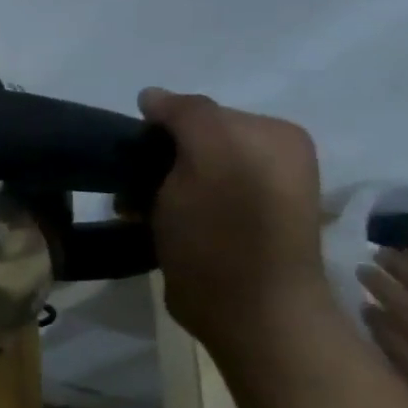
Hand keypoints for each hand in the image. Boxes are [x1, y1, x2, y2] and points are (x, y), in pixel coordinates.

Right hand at [138, 87, 332, 351]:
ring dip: (148, 188)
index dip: (161, 131)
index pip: (198, 111)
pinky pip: (182, 201)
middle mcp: (269, 160)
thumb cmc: (226, 229)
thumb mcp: (209, 156)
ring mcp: (250, 196)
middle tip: (133, 188)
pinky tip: (146, 223)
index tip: (139, 159)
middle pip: (187, 142)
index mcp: (274, 135)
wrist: (247, 311)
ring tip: (135, 211)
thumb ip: (187, 114)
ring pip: (179, 172)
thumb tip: (151, 96)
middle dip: (153, 161)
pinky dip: (157, 209)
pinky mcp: (229, 228)